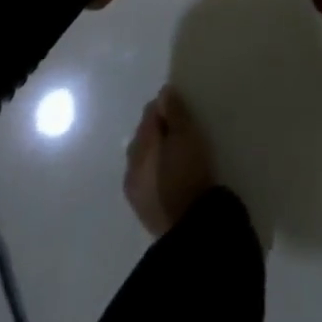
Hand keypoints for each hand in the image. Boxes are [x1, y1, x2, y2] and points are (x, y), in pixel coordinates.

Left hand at [124, 87, 218, 236]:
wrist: (190, 228)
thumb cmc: (189, 173)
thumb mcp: (187, 136)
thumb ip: (174, 112)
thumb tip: (163, 92)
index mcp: (140, 144)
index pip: (149, 114)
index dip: (164, 107)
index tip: (181, 108)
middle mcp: (131, 164)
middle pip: (143, 136)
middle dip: (158, 129)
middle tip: (181, 129)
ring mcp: (134, 189)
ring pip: (142, 159)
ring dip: (155, 151)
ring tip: (176, 152)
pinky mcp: (142, 209)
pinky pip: (146, 178)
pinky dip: (155, 170)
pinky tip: (170, 174)